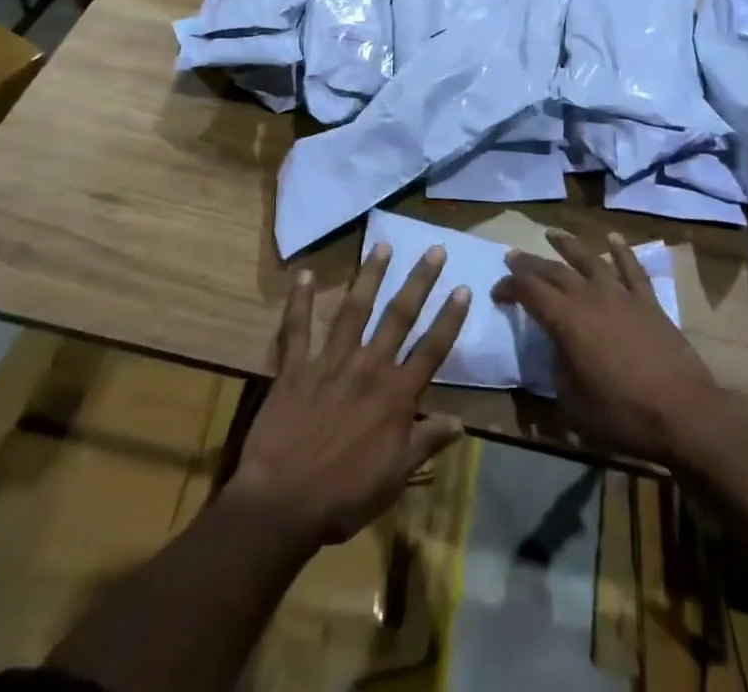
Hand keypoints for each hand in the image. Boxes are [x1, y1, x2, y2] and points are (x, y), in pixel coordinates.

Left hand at [229, 241, 469, 548]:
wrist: (283, 503)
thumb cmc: (345, 496)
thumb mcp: (395, 476)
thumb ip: (426, 443)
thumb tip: (462, 423)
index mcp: (396, 395)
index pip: (431, 348)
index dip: (449, 318)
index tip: (463, 288)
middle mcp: (368, 367)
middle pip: (399, 316)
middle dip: (419, 281)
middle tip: (433, 250)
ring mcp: (330, 362)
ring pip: (354, 309)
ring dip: (369, 275)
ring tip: (381, 244)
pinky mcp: (296, 367)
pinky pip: (297, 328)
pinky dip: (299, 301)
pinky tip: (303, 273)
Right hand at [493, 228, 728, 466]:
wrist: (684, 414)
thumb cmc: (623, 415)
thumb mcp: (573, 403)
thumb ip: (557, 370)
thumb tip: (556, 350)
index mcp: (566, 320)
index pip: (529, 291)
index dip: (509, 287)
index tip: (497, 292)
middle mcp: (590, 297)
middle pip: (553, 271)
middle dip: (529, 263)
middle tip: (512, 257)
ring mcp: (621, 295)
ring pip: (589, 259)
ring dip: (567, 245)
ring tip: (551, 233)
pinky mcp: (648, 301)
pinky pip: (632, 268)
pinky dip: (621, 251)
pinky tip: (613, 239)